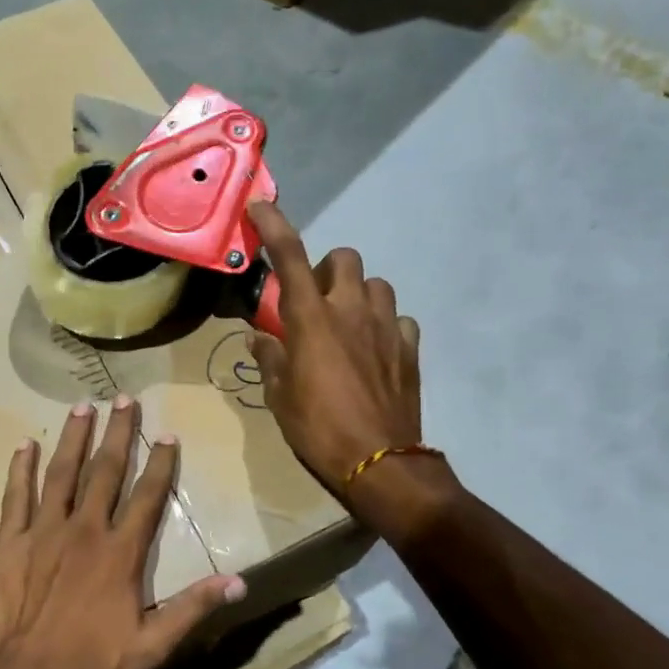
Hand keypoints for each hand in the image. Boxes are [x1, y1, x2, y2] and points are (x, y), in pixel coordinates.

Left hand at [0, 397, 244, 668]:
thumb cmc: (92, 665)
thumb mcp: (153, 645)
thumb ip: (193, 608)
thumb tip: (238, 581)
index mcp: (121, 551)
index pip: (147, 496)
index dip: (160, 463)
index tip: (167, 434)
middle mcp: (85, 529)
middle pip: (106, 471)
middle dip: (118, 433)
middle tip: (125, 399)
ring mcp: (45, 531)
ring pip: (62, 472)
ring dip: (74, 437)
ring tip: (82, 406)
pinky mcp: (11, 541)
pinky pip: (16, 496)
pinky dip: (20, 469)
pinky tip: (24, 444)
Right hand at [245, 201, 440, 498]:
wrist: (379, 462)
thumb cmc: (318, 428)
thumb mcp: (279, 396)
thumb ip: (269, 358)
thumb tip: (259, 337)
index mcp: (311, 319)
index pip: (289, 256)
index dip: (274, 225)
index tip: (261, 206)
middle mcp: (350, 310)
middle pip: (344, 258)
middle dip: (326, 269)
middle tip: (313, 300)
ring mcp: (385, 326)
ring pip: (376, 284)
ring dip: (357, 294)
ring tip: (346, 324)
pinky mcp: (409, 348)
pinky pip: (398, 319)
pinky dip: (384, 325)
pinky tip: (375, 348)